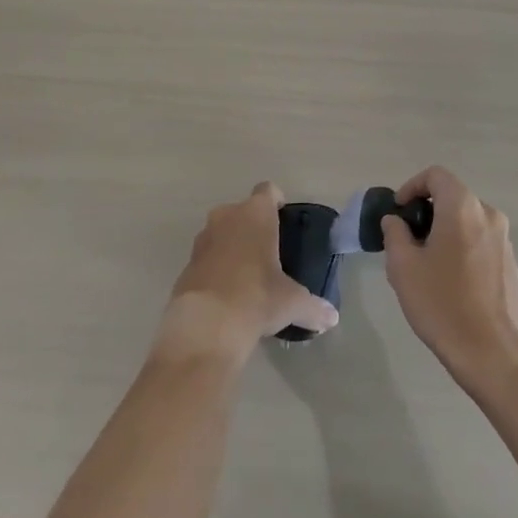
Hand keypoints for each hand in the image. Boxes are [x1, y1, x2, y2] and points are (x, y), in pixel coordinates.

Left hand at [161, 183, 338, 358]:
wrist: (205, 326)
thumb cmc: (256, 297)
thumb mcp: (292, 303)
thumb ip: (314, 307)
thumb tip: (332, 318)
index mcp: (256, 214)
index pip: (268, 191)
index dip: (277, 201)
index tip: (284, 219)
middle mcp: (226, 217)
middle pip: (242, 211)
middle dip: (253, 226)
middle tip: (268, 251)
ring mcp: (202, 239)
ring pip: (221, 232)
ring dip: (232, 246)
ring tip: (248, 274)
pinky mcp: (186, 264)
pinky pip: (207, 257)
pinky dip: (216, 268)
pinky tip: (227, 293)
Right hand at [381, 166, 517, 386]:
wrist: (492, 352)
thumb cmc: (442, 303)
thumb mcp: (403, 267)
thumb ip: (395, 234)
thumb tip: (396, 221)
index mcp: (462, 207)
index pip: (436, 175)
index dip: (412, 186)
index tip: (399, 212)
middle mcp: (488, 214)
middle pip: (453, 197)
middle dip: (428, 212)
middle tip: (408, 240)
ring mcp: (504, 240)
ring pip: (468, 221)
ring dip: (446, 231)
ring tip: (428, 264)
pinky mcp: (512, 264)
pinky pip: (482, 242)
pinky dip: (464, 248)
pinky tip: (452, 282)